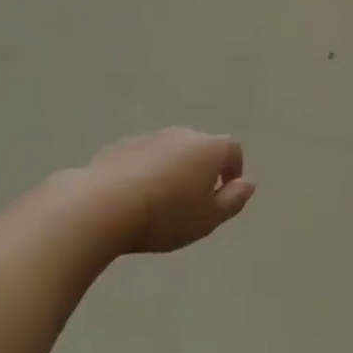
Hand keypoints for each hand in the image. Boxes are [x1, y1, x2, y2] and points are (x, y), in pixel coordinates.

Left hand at [76, 129, 255, 255]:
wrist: (105, 204)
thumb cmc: (166, 215)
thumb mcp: (208, 218)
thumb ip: (233, 200)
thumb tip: (248, 183)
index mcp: (209, 148)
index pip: (232, 151)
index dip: (233, 171)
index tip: (224, 195)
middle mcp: (182, 134)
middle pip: (200, 148)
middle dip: (201, 170)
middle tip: (192, 203)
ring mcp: (149, 137)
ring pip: (170, 152)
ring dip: (172, 170)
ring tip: (161, 203)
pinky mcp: (121, 146)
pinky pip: (143, 158)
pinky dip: (146, 172)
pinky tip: (134, 198)